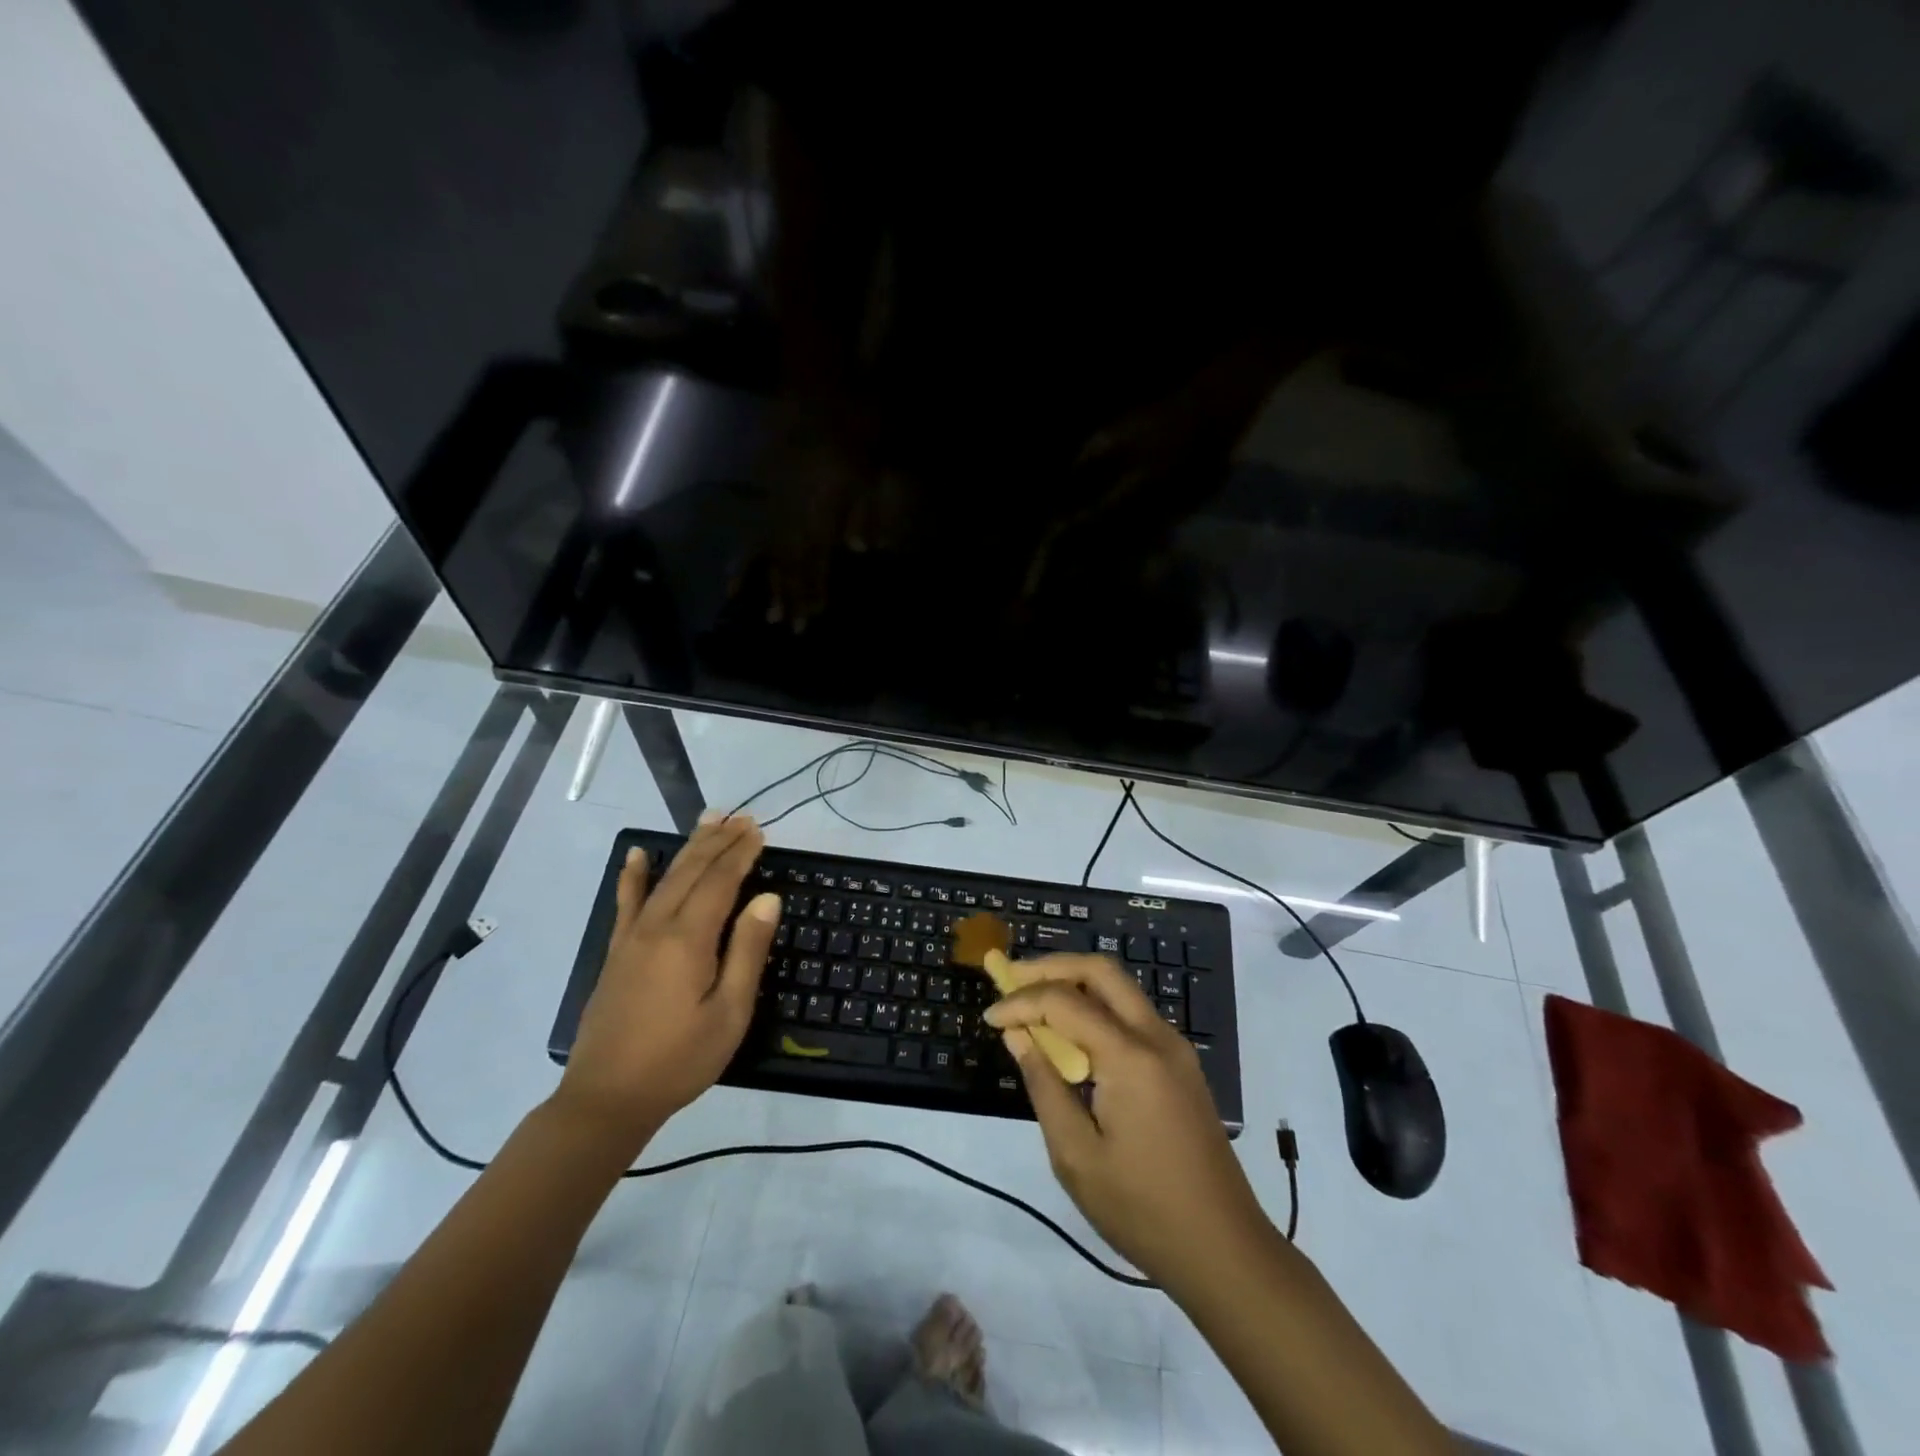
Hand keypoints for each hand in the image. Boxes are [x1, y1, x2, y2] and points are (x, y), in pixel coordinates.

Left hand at [554, 816, 779, 1153]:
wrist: (607, 1099)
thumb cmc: (680, 1059)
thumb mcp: (729, 1013)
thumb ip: (747, 951)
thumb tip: (767, 898)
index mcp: (689, 939)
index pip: (720, 882)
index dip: (741, 854)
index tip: (759, 831)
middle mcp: (658, 926)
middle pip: (692, 871)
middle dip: (719, 841)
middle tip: (741, 818)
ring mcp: (632, 938)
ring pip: (664, 878)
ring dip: (688, 848)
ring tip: (707, 820)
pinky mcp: (616, 953)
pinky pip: (626, 903)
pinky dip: (633, 876)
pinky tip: (637, 855)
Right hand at [984, 955, 1272, 1288]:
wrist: (1224, 1250)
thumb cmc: (1142, 1209)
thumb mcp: (1076, 1156)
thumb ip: (1044, 1085)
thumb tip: (1018, 1035)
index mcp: (1130, 1057)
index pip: (1065, 1002)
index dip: (1021, 1002)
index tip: (990, 1018)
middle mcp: (1157, 1037)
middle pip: (1100, 970)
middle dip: (1051, 967)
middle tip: (1012, 979)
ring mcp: (1175, 1048)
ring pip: (1120, 988)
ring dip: (1075, 984)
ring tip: (1034, 1002)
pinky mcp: (1181, 1064)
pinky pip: (1132, 1015)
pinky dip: (1096, 1008)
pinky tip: (1071, 1034)